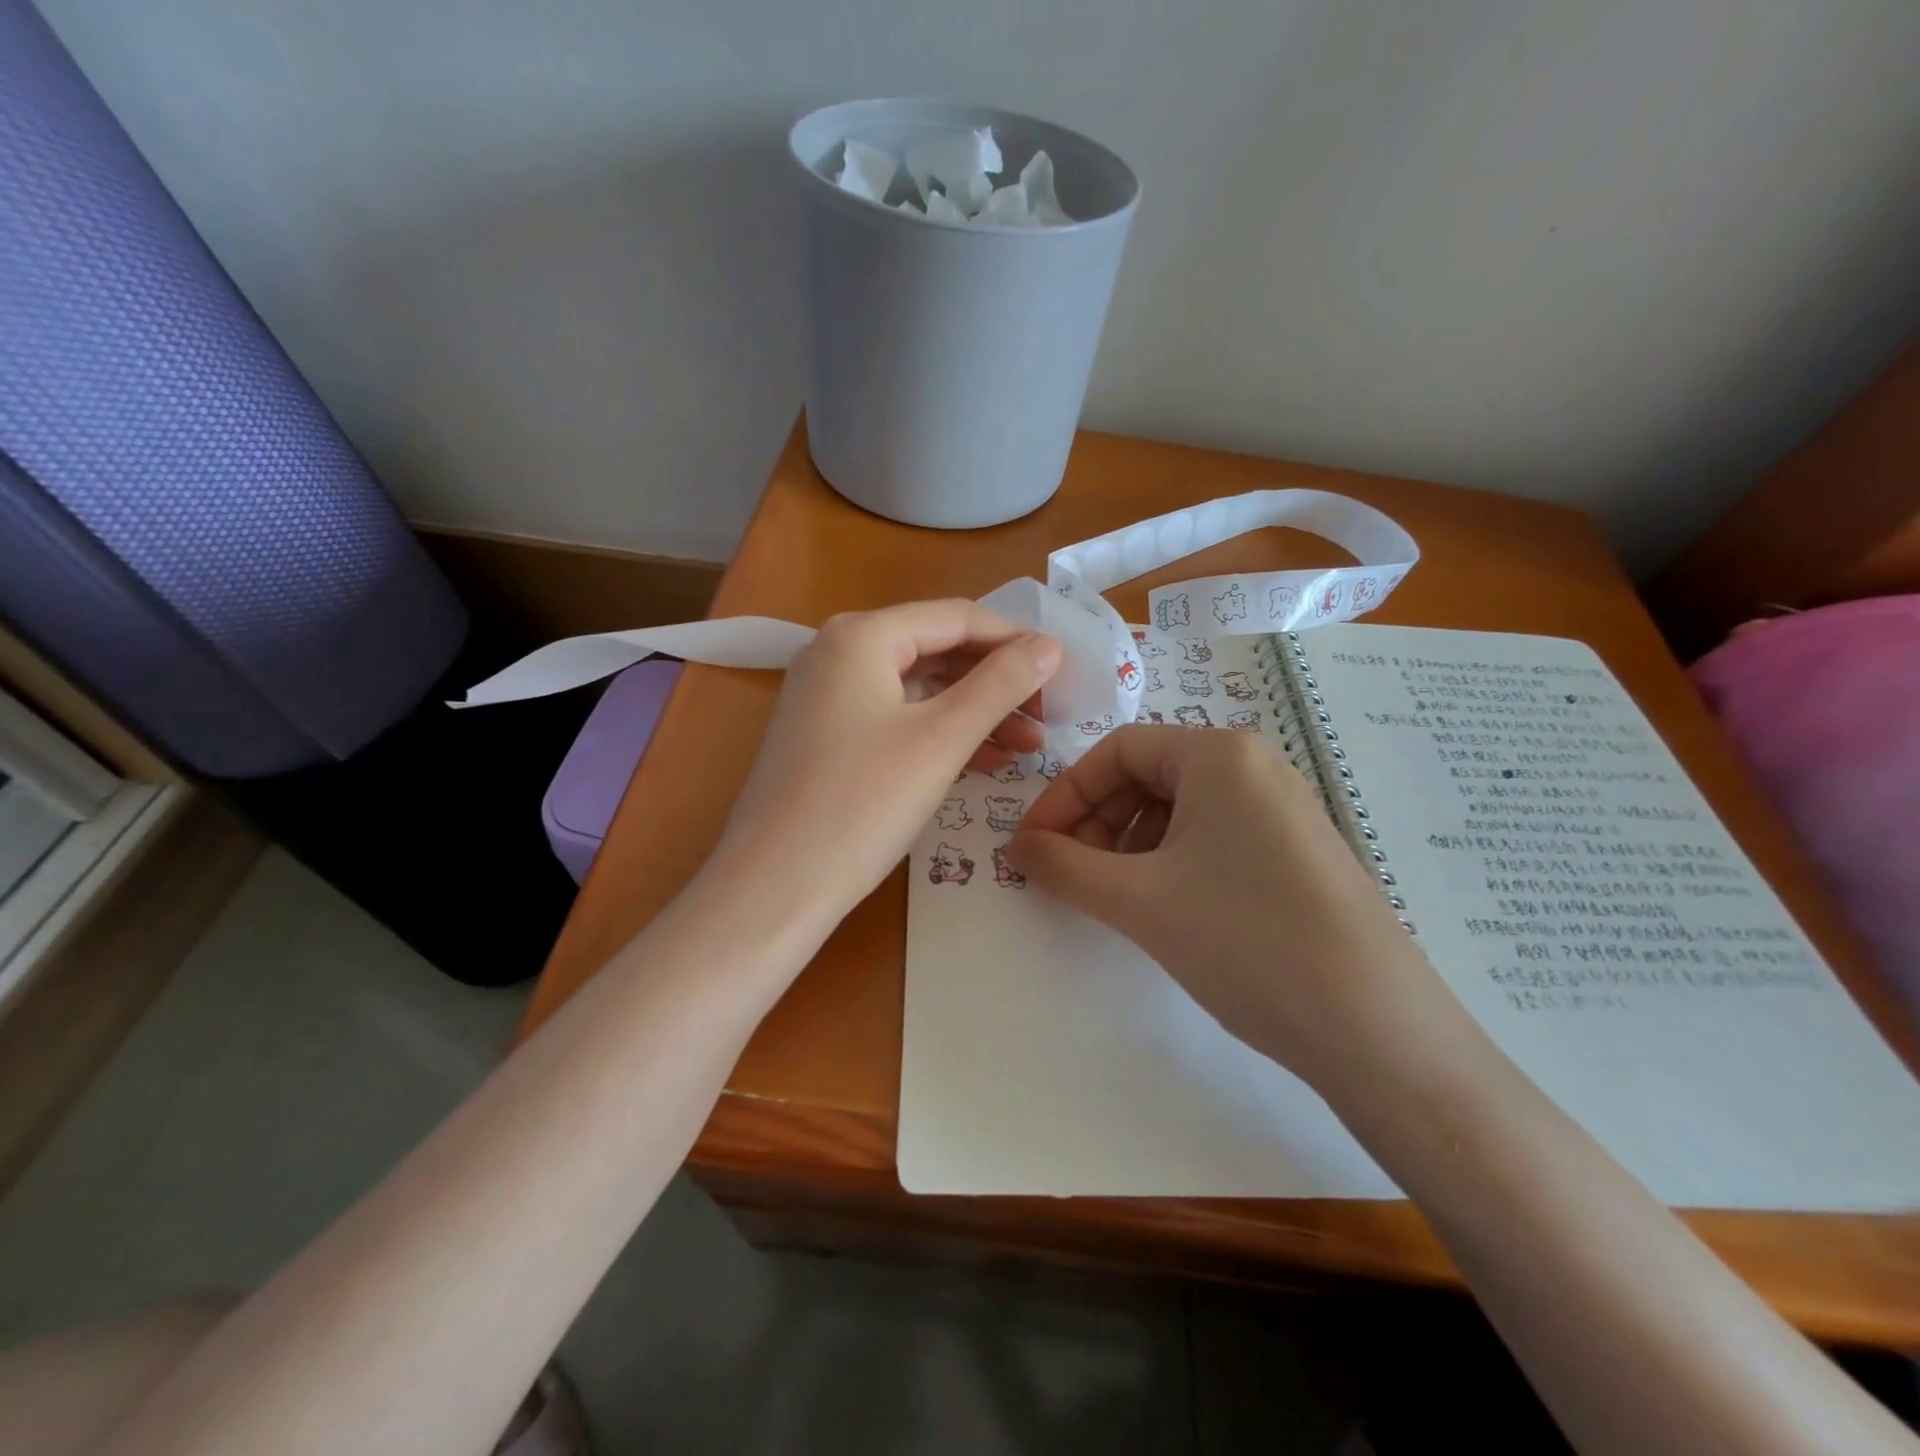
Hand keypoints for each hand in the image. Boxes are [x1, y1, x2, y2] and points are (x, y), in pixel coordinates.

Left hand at [712, 600, 1060, 930]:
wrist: (773, 887)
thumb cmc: (862, 803)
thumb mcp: (942, 739)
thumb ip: (1001, 684)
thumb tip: (1049, 644)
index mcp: (862, 635)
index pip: (957, 617)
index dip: (1015, 640)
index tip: (1063, 673)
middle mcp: (839, 652)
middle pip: (937, 651)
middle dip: (997, 682)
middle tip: (1048, 717)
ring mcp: (828, 696)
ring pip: (920, 689)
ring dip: (975, 713)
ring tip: (1028, 745)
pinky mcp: (827, 736)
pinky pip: (897, 719)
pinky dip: (940, 735)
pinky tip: (985, 761)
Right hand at [1007, 725, 1463, 1093]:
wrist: (1377, 1031)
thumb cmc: (1246, 940)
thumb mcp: (1138, 900)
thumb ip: (1064, 867)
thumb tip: (1016, 847)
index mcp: (1218, 753)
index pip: (1115, 751)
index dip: (1064, 795)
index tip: (1031, 846)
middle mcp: (1254, 765)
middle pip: (1146, 776)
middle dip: (1095, 822)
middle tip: (1067, 876)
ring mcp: (1280, 809)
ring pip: (1177, 810)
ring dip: (1127, 846)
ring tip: (1110, 897)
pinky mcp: (1294, 852)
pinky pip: (1211, 837)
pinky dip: (1167, 862)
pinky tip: (1160, 907)